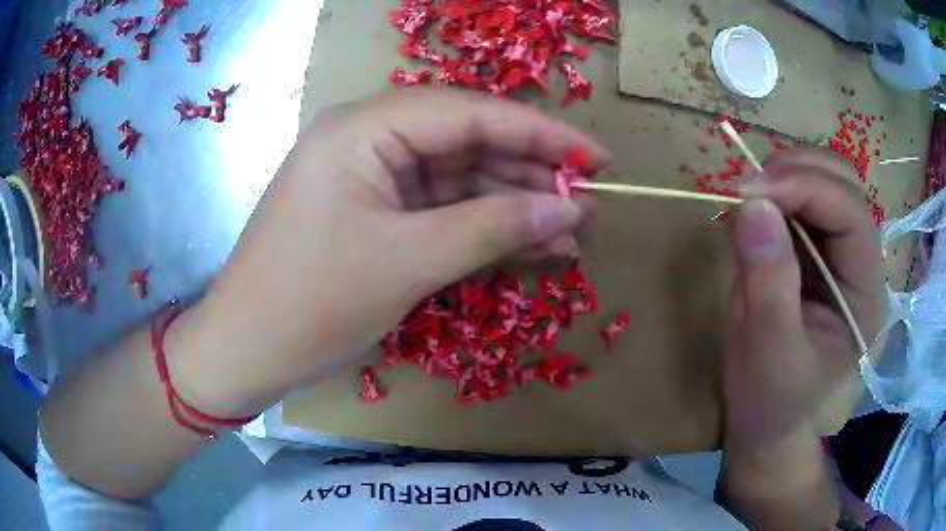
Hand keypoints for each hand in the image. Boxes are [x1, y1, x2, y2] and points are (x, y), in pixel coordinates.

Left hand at [171, 88, 607, 416]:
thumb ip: (495, 226)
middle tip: (588, 201)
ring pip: (458, 178)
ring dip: (513, 203)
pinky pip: (439, 209)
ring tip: (571, 229)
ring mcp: (370, 176)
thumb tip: (570, 210)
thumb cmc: (312, 302)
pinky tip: (530, 243)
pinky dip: (483, 226)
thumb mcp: (409, 261)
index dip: (541, 134)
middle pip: (467, 142)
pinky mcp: (374, 212)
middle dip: (531, 171)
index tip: (598, 157)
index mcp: (363, 127)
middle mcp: (367, 138)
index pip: (470, 113)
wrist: (248, 350)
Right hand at [722, 148, 885, 448]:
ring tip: (748, 196)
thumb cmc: (772, 399)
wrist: (767, 420)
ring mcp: (840, 250)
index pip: (851, 216)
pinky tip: (754, 207)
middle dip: (797, 171)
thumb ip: (768, 283)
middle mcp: (862, 262)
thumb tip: (751, 205)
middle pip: (845, 183)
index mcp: (866, 294)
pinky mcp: (816, 247)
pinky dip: (776, 187)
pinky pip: (803, 195)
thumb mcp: (768, 352)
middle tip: (747, 188)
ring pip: (826, 178)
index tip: (748, 192)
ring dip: (786, 173)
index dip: (805, 190)